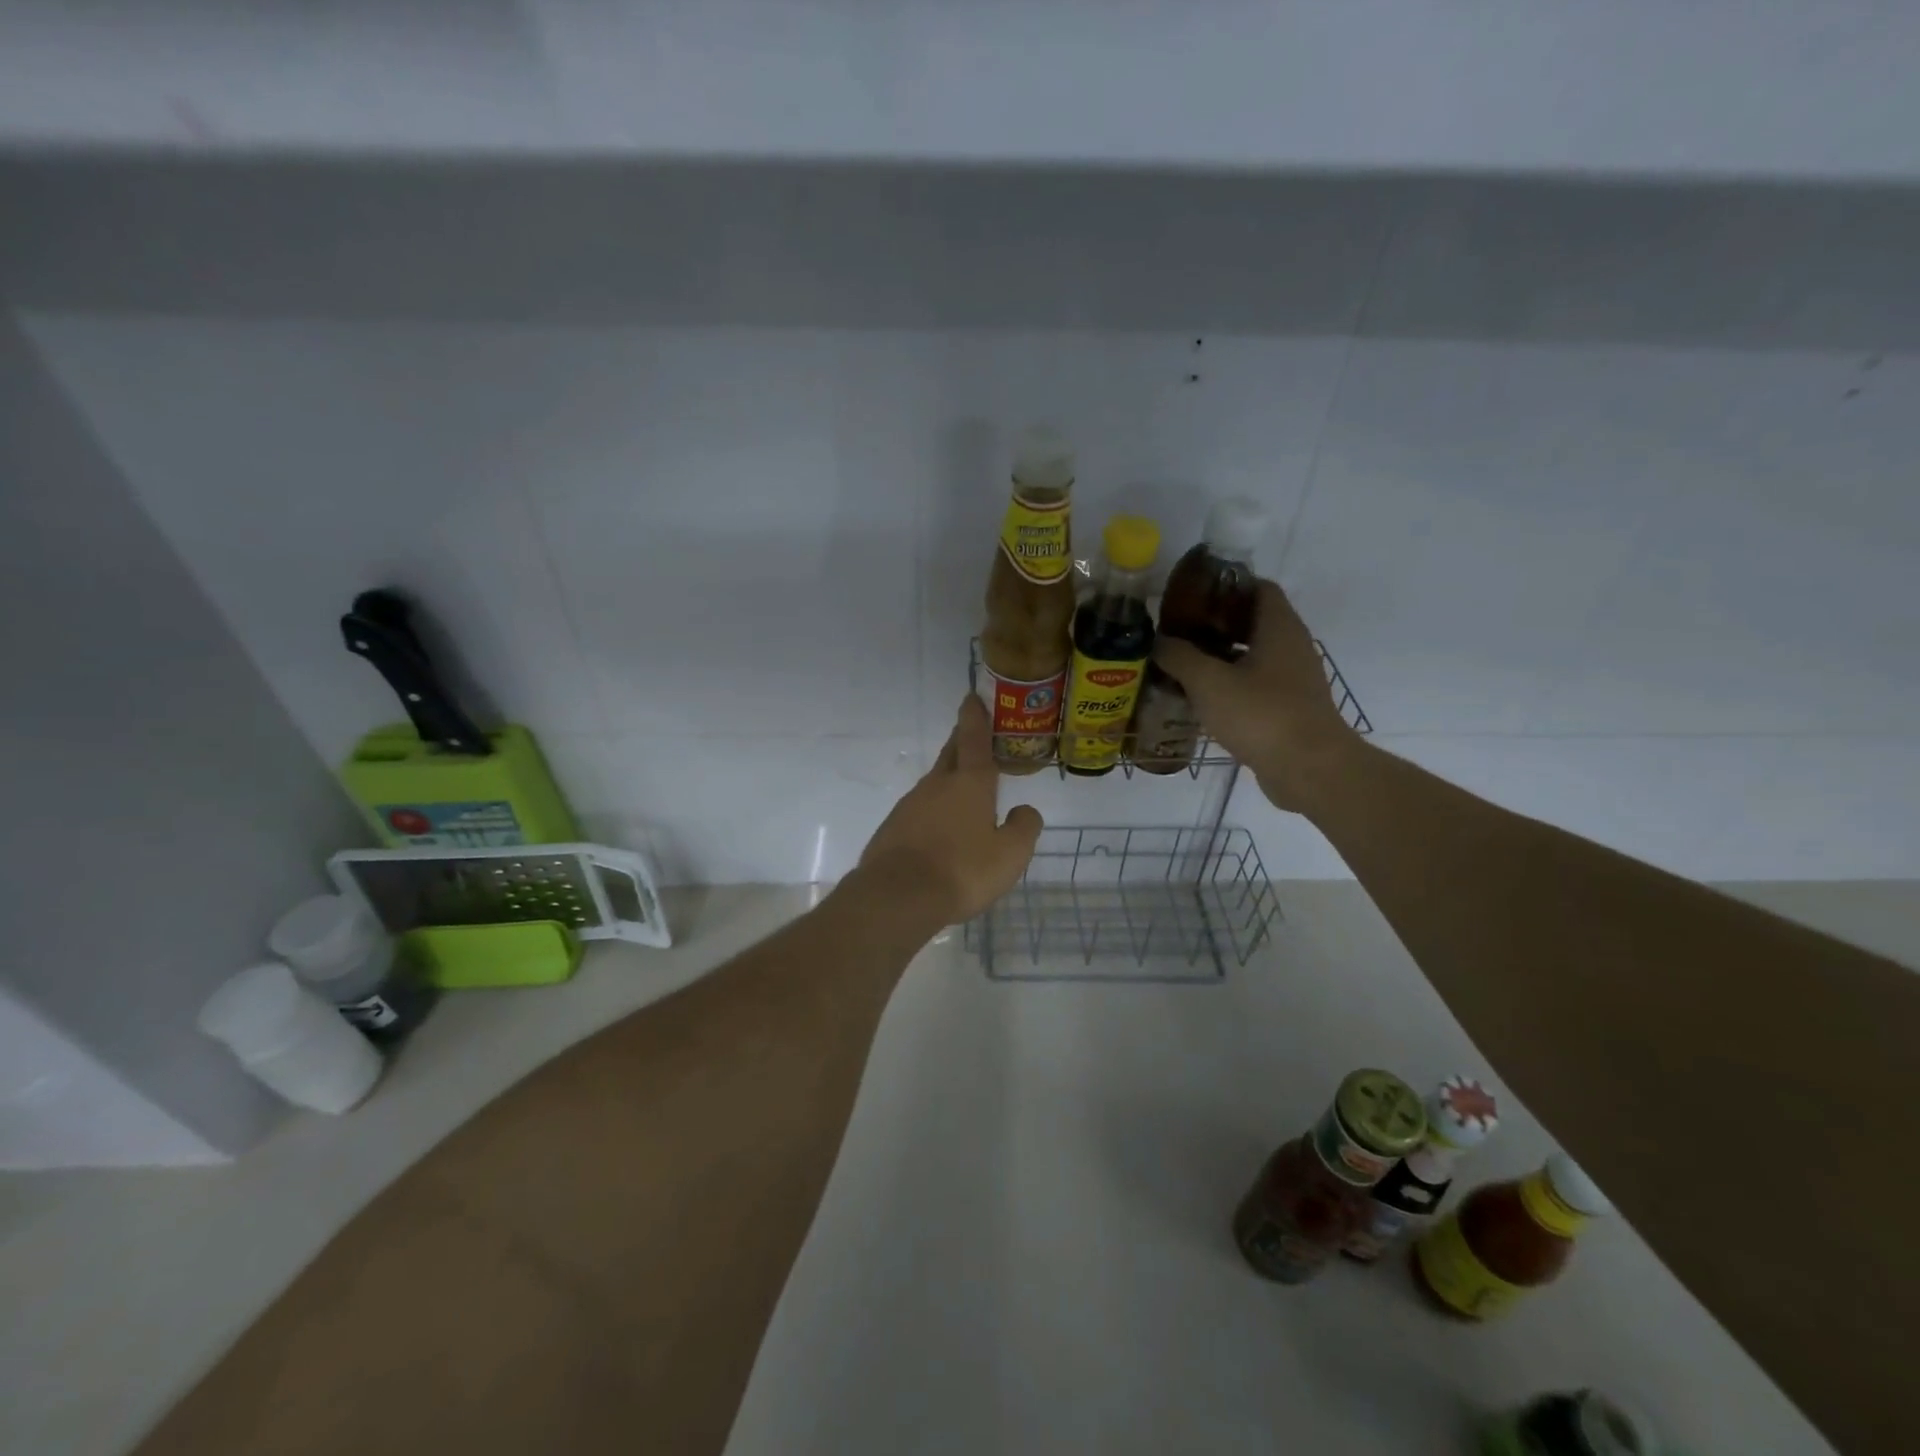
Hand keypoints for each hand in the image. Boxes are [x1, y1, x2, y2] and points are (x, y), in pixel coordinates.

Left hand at [855, 696, 1044, 925]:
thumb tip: (1025, 810)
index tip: (972, 698)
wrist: (898, 896)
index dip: (976, 717)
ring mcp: (910, 805)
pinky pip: (919, 811)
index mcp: (969, 783)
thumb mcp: (1010, 855)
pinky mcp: (893, 828)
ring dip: (948, 781)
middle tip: (970, 733)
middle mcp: (937, 785)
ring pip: (934, 784)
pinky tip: (939, 833)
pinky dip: (933, 812)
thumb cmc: (963, 870)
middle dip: (961, 740)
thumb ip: (1024, 828)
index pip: (974, 739)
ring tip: (963, 795)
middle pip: (951, 754)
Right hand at [1153, 580, 1360, 814]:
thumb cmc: (1260, 714)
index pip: (1257, 587)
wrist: (1308, 769)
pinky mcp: (1288, 709)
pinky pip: (1255, 686)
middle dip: (1214, 624)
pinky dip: (1229, 685)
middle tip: (1177, 632)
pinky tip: (1200, 699)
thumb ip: (1179, 656)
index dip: (1225, 586)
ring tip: (1181, 665)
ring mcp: (1293, 680)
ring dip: (1219, 658)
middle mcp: (1291, 646)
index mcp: (1279, 627)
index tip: (1191, 596)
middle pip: (1252, 622)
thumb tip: (1159, 641)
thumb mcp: (1208, 681)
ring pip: (1252, 656)